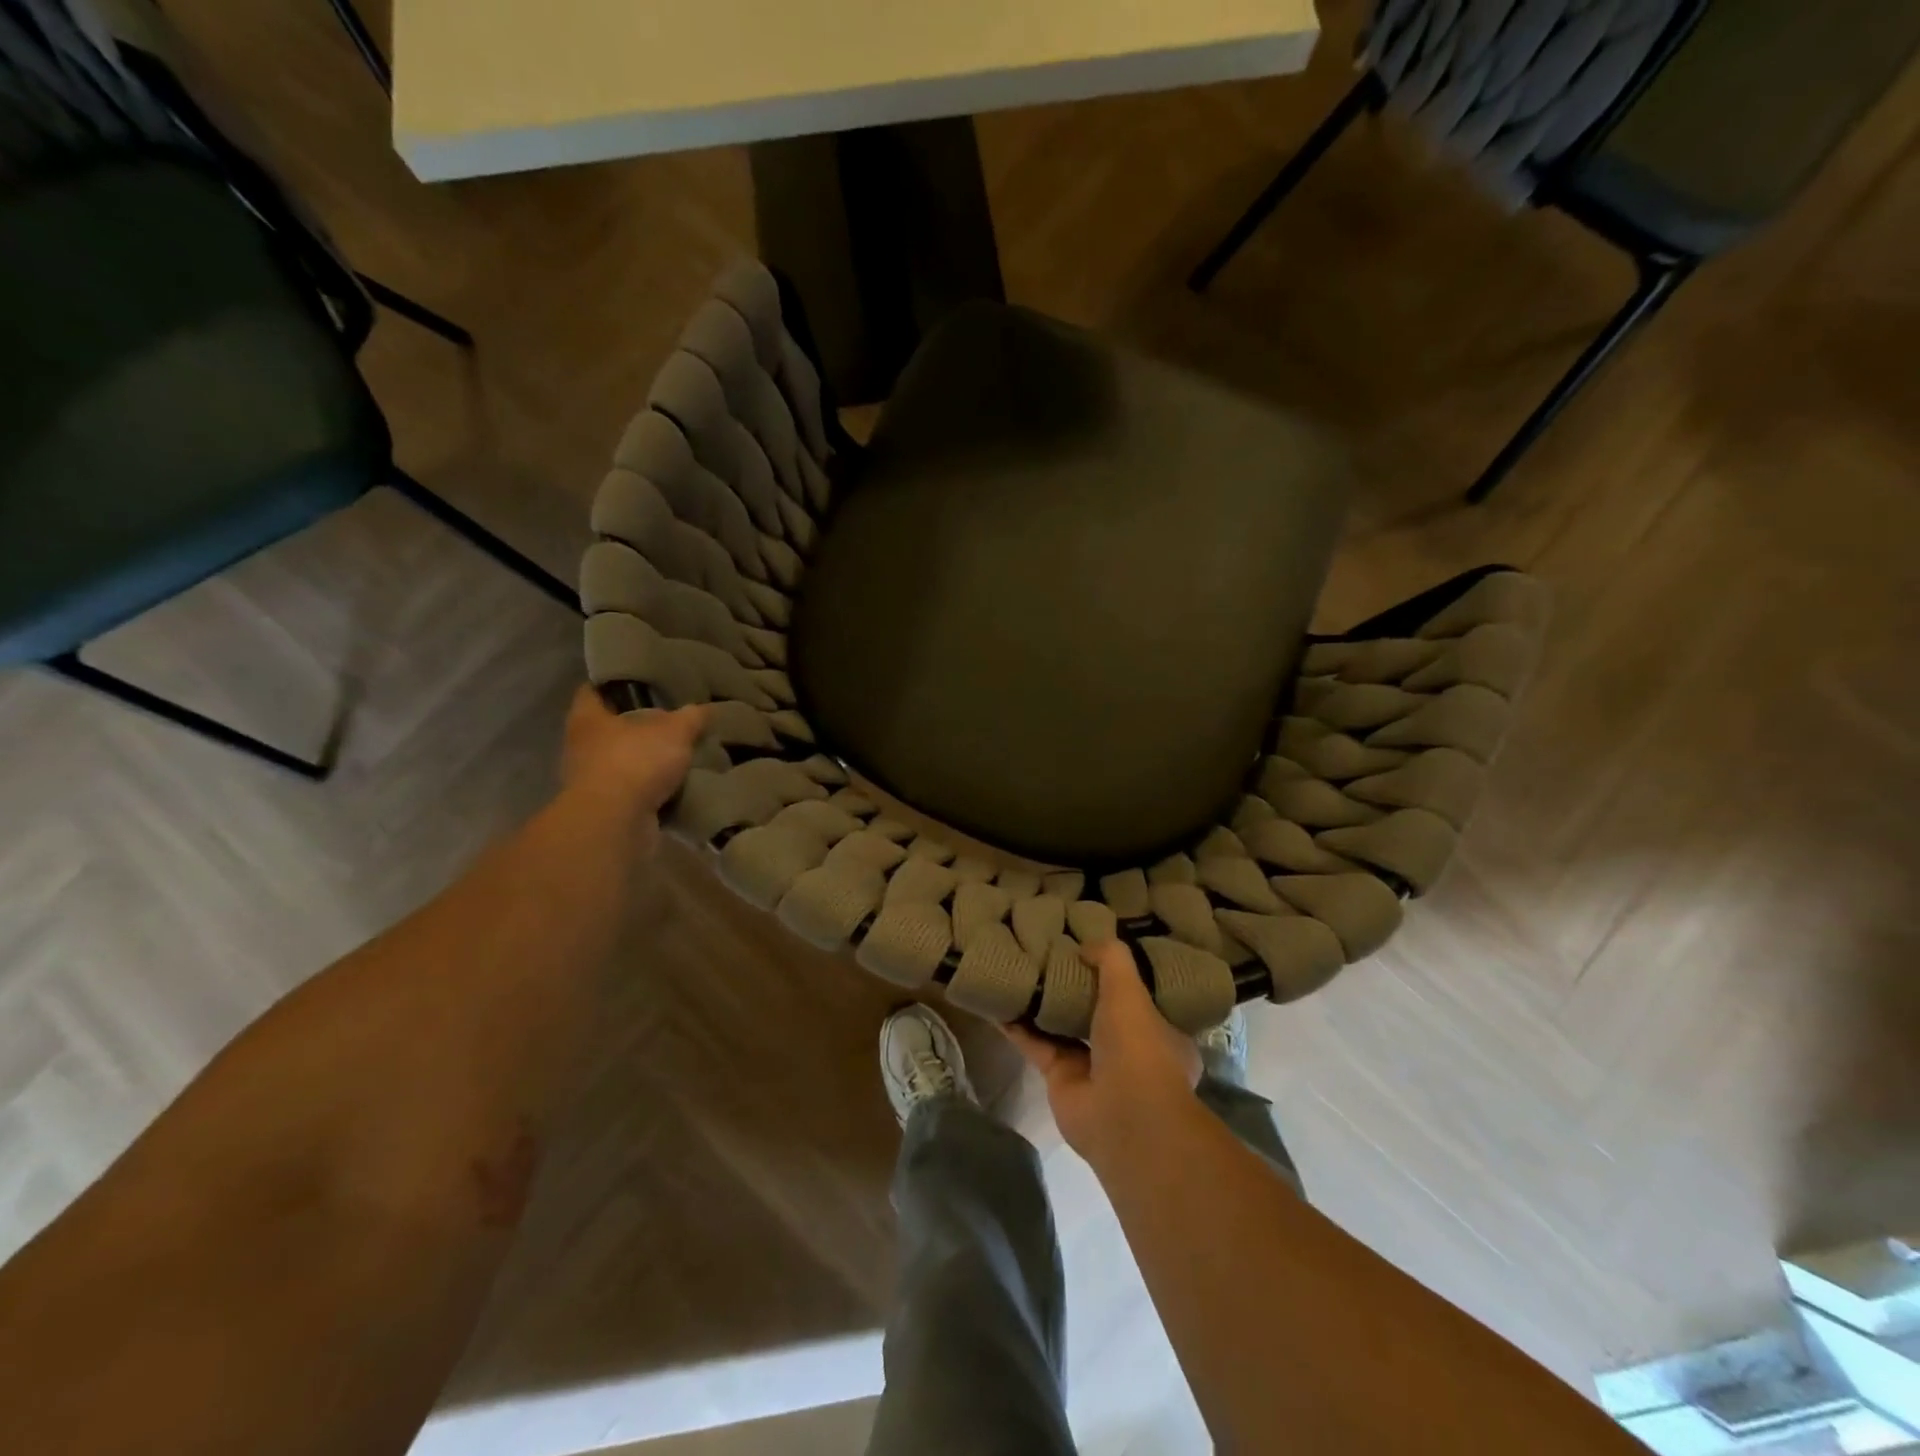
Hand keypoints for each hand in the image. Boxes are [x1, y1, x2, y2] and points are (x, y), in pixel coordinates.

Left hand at [561, 685, 709, 822]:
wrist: (616, 823)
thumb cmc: (635, 762)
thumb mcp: (675, 731)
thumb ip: (691, 718)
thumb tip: (706, 708)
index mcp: (588, 719)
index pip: (591, 691)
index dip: (611, 685)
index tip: (636, 683)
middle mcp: (581, 747)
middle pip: (607, 729)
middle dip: (635, 726)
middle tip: (668, 720)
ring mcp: (590, 781)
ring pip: (620, 762)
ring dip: (643, 761)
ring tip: (676, 755)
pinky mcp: (605, 809)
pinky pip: (631, 792)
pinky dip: (649, 790)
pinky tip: (674, 786)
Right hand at [1005, 941, 1201, 1168]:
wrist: (1123, 1119)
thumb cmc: (1139, 1048)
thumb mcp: (1131, 990)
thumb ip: (1111, 959)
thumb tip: (1086, 945)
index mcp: (1159, 1030)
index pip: (1140, 995)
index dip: (1118, 973)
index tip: (1094, 948)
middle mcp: (1128, 1049)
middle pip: (1097, 1010)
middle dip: (1076, 986)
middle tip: (1050, 953)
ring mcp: (1093, 1066)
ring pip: (1064, 1026)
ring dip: (1044, 1003)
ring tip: (1021, 968)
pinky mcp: (1060, 1078)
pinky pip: (1036, 1044)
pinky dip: (1017, 1026)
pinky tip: (998, 1001)